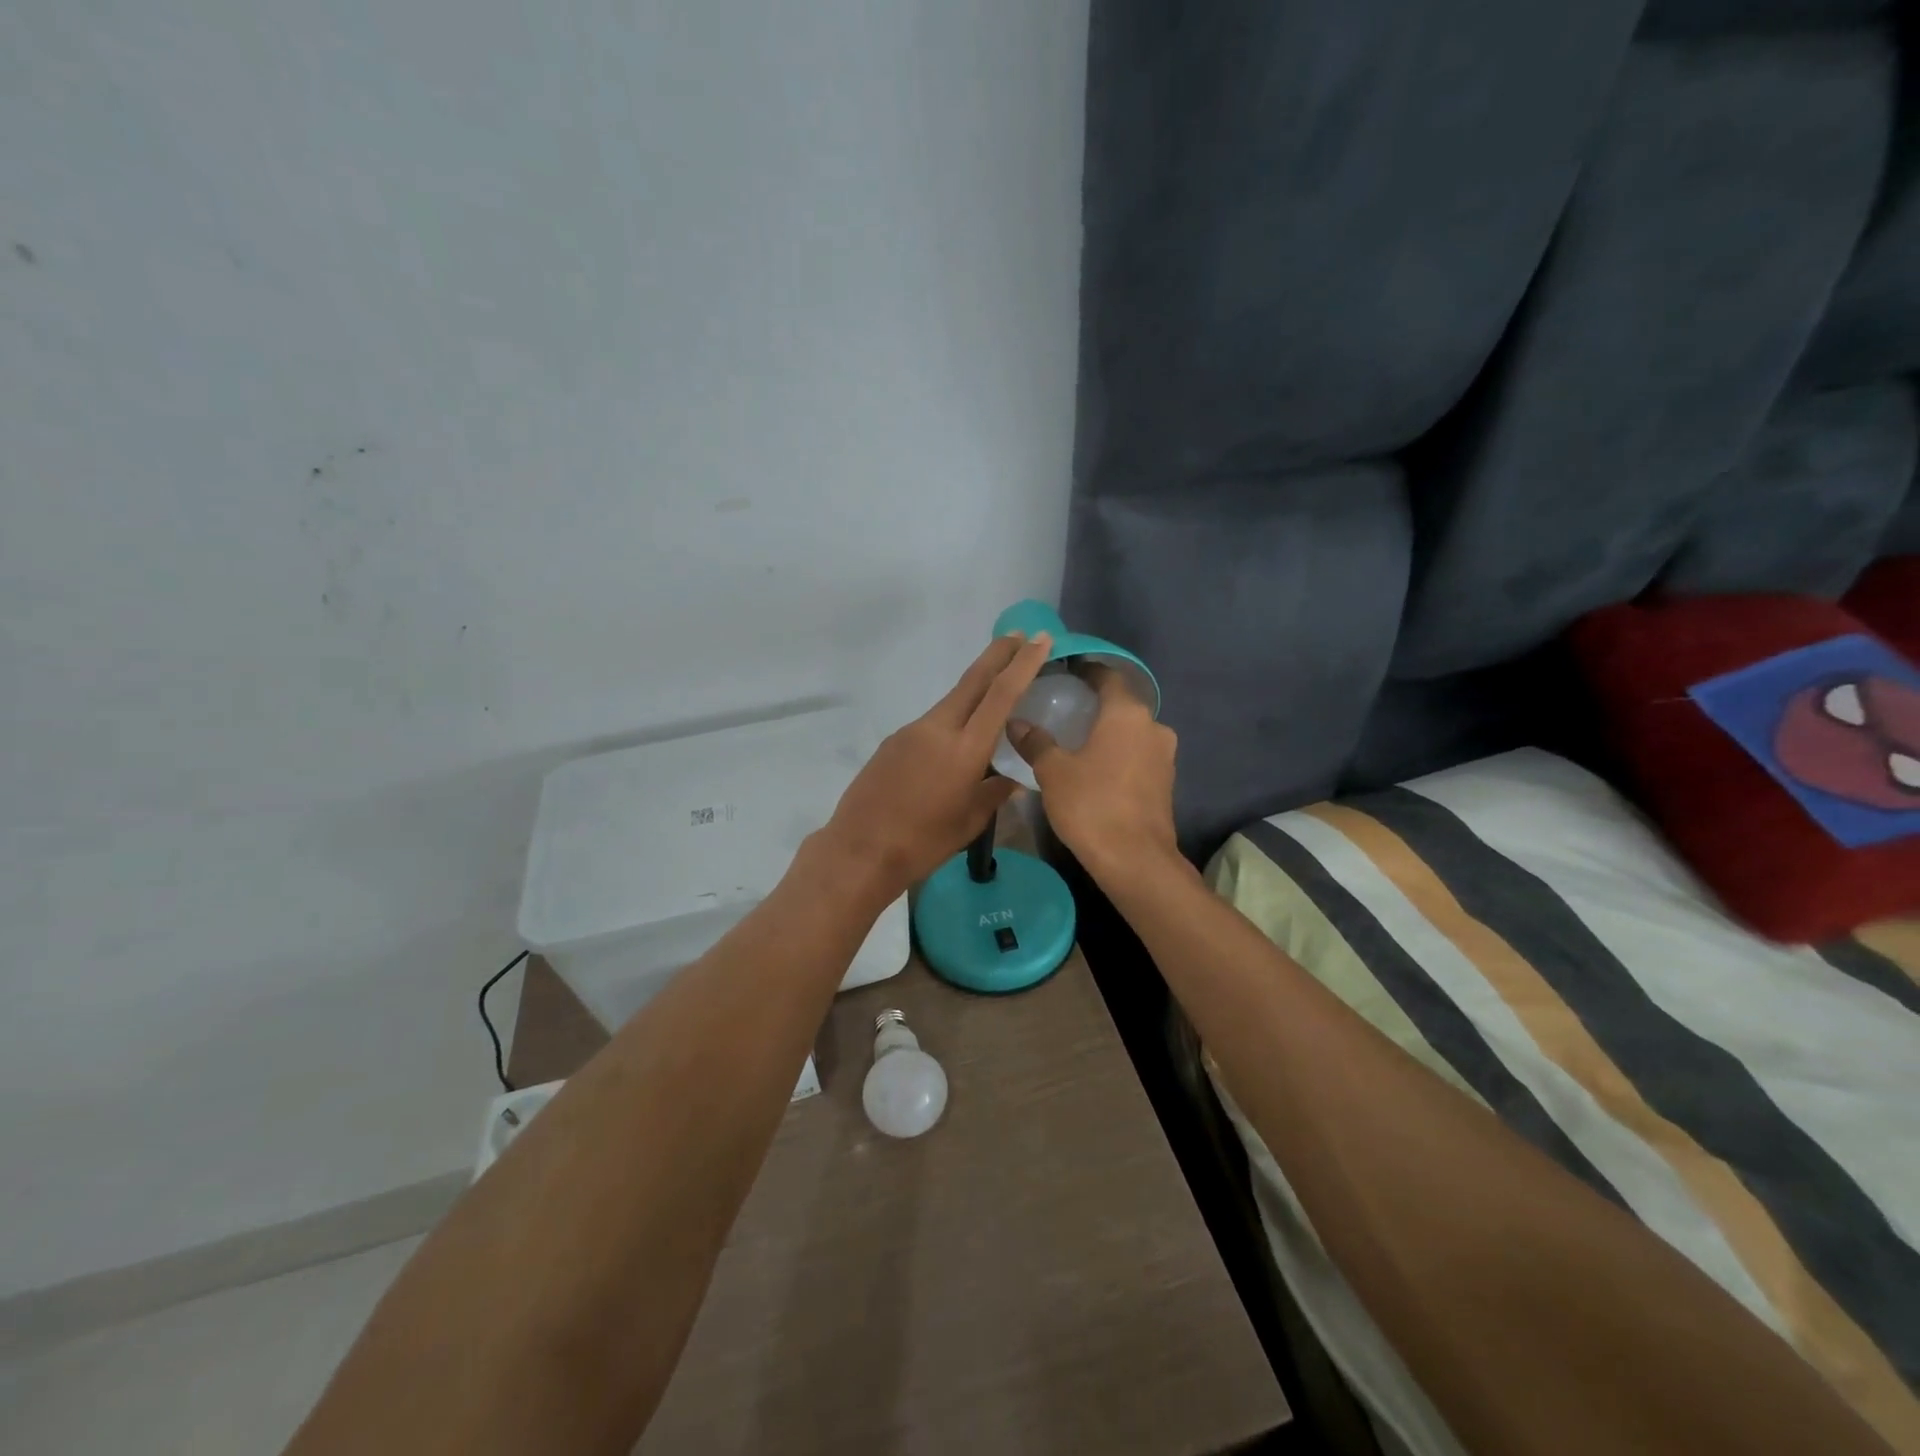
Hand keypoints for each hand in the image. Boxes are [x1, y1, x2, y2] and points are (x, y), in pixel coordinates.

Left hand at [820, 631, 1053, 896]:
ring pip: (951, 703)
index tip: (1039, 640)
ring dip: (975, 692)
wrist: (860, 850)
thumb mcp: (969, 822)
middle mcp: (937, 729)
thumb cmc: (923, 842)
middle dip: (998, 655)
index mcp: (964, 749)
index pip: (1001, 695)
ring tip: (995, 694)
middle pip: (973, 681)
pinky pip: (931, 724)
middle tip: (1019, 635)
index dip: (1023, 664)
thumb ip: (994, 794)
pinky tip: (953, 746)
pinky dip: (951, 721)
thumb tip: (1012, 781)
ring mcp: (911, 732)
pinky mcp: (893, 742)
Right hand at [1010, 666, 1178, 880]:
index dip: (1085, 670)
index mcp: (1127, 713)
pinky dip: (1119, 754)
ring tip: (1076, 740)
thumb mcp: (1054, 772)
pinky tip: (1096, 767)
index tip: (1062, 672)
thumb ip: (1036, 742)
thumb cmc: (1092, 805)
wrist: (1135, 860)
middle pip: (1121, 704)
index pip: (1107, 676)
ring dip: (1108, 732)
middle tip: (1062, 708)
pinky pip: (1138, 755)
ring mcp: (1164, 755)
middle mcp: (1153, 726)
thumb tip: (1016, 722)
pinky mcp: (1166, 781)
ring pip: (1131, 731)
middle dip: (1094, 704)